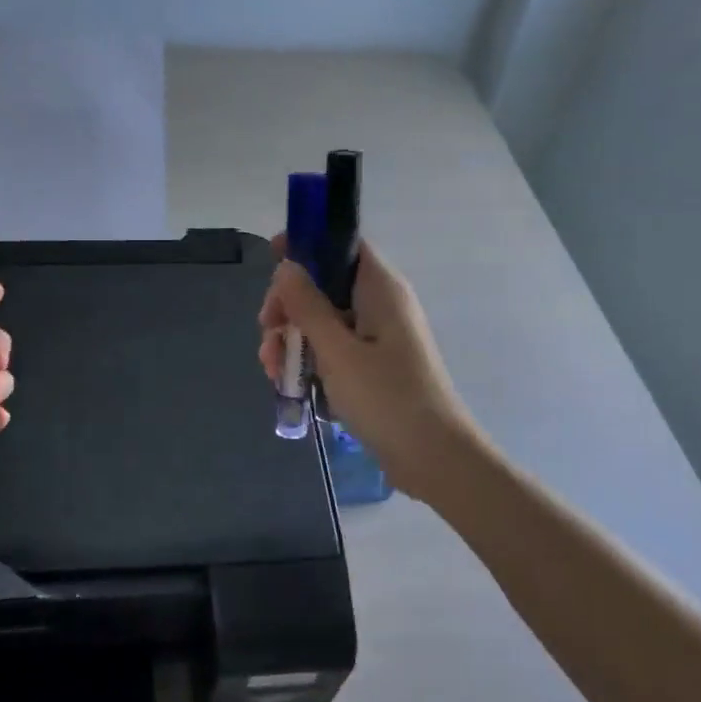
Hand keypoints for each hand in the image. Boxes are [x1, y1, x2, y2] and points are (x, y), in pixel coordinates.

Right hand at [258, 239, 477, 502]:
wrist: (433, 457)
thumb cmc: (386, 398)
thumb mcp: (337, 351)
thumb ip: (308, 306)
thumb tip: (287, 267)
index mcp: (380, 289)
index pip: (342, 245)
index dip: (307, 244)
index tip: (270, 257)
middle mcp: (380, 305)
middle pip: (325, 285)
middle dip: (290, 305)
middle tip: (267, 331)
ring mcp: (377, 338)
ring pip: (324, 321)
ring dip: (293, 338)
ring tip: (271, 369)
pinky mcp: (373, 367)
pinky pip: (334, 350)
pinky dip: (309, 360)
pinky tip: (287, 382)